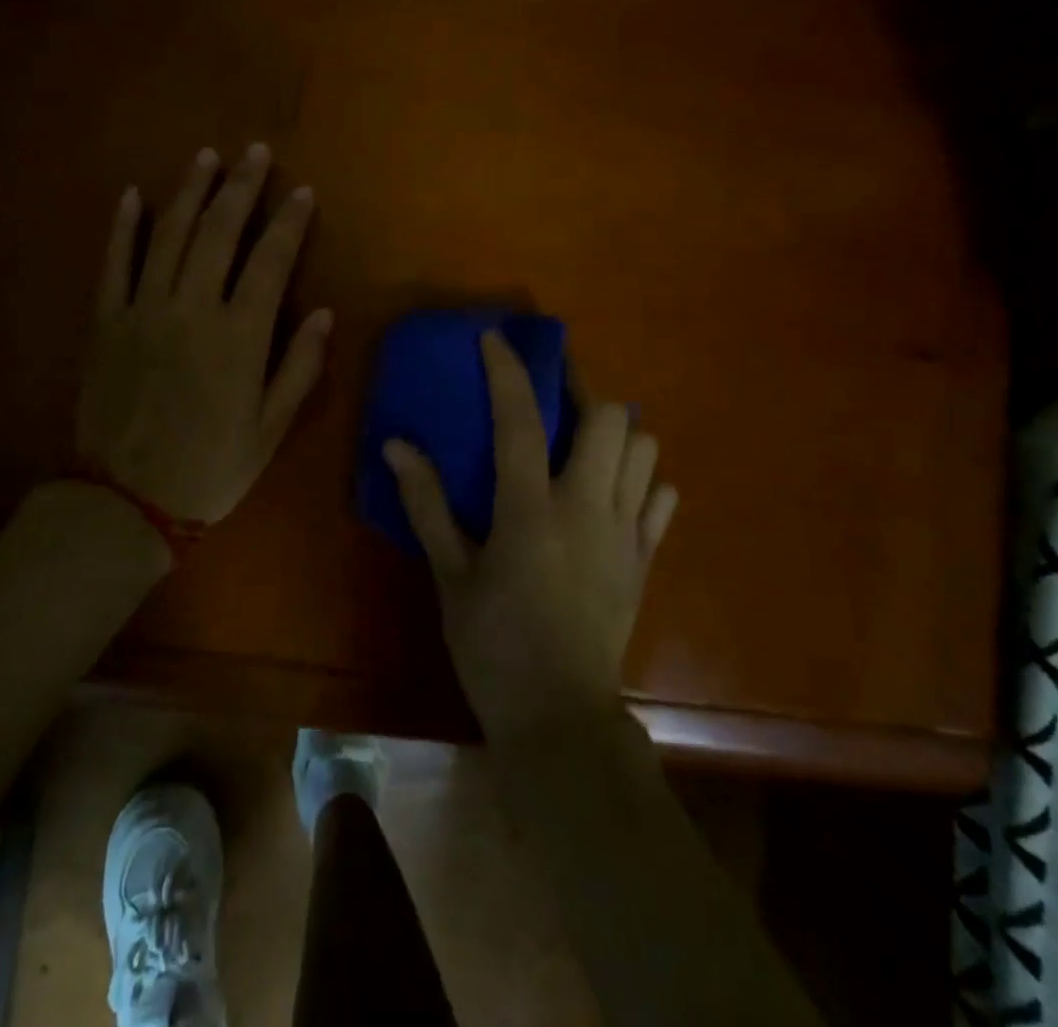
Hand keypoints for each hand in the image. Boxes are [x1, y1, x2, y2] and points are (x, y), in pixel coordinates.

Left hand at [77, 143, 330, 524]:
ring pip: (167, 235)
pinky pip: (114, 263)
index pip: (270, 261)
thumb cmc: (209, 468)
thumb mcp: (270, 430)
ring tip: (206, 157)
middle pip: (218, 232)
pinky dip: (123, 226)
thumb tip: (325, 313)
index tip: (301, 191)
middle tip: (255, 152)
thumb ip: (298, 368)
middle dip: (240, 187)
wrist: (125, 502)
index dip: (288, 222)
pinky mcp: (106, 322)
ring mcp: (143, 310)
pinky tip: (133, 194)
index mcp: (239, 337)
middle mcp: (191, 309)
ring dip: (189, 191)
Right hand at [384, 332, 678, 737]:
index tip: (495, 338)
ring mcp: (626, 533)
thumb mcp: (450, 575)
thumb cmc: (494, 647)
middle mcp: (588, 508)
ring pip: (644, 450)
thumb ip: (427, 506)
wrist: (561, 719)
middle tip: (553, 391)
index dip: (508, 371)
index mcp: (531, 510)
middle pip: (610, 418)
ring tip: (582, 438)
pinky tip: (613, 490)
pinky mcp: (646, 559)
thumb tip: (396, 446)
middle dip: (582, 389)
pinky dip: (642, 479)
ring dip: (616, 432)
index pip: (521, 420)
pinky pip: (661, 498)